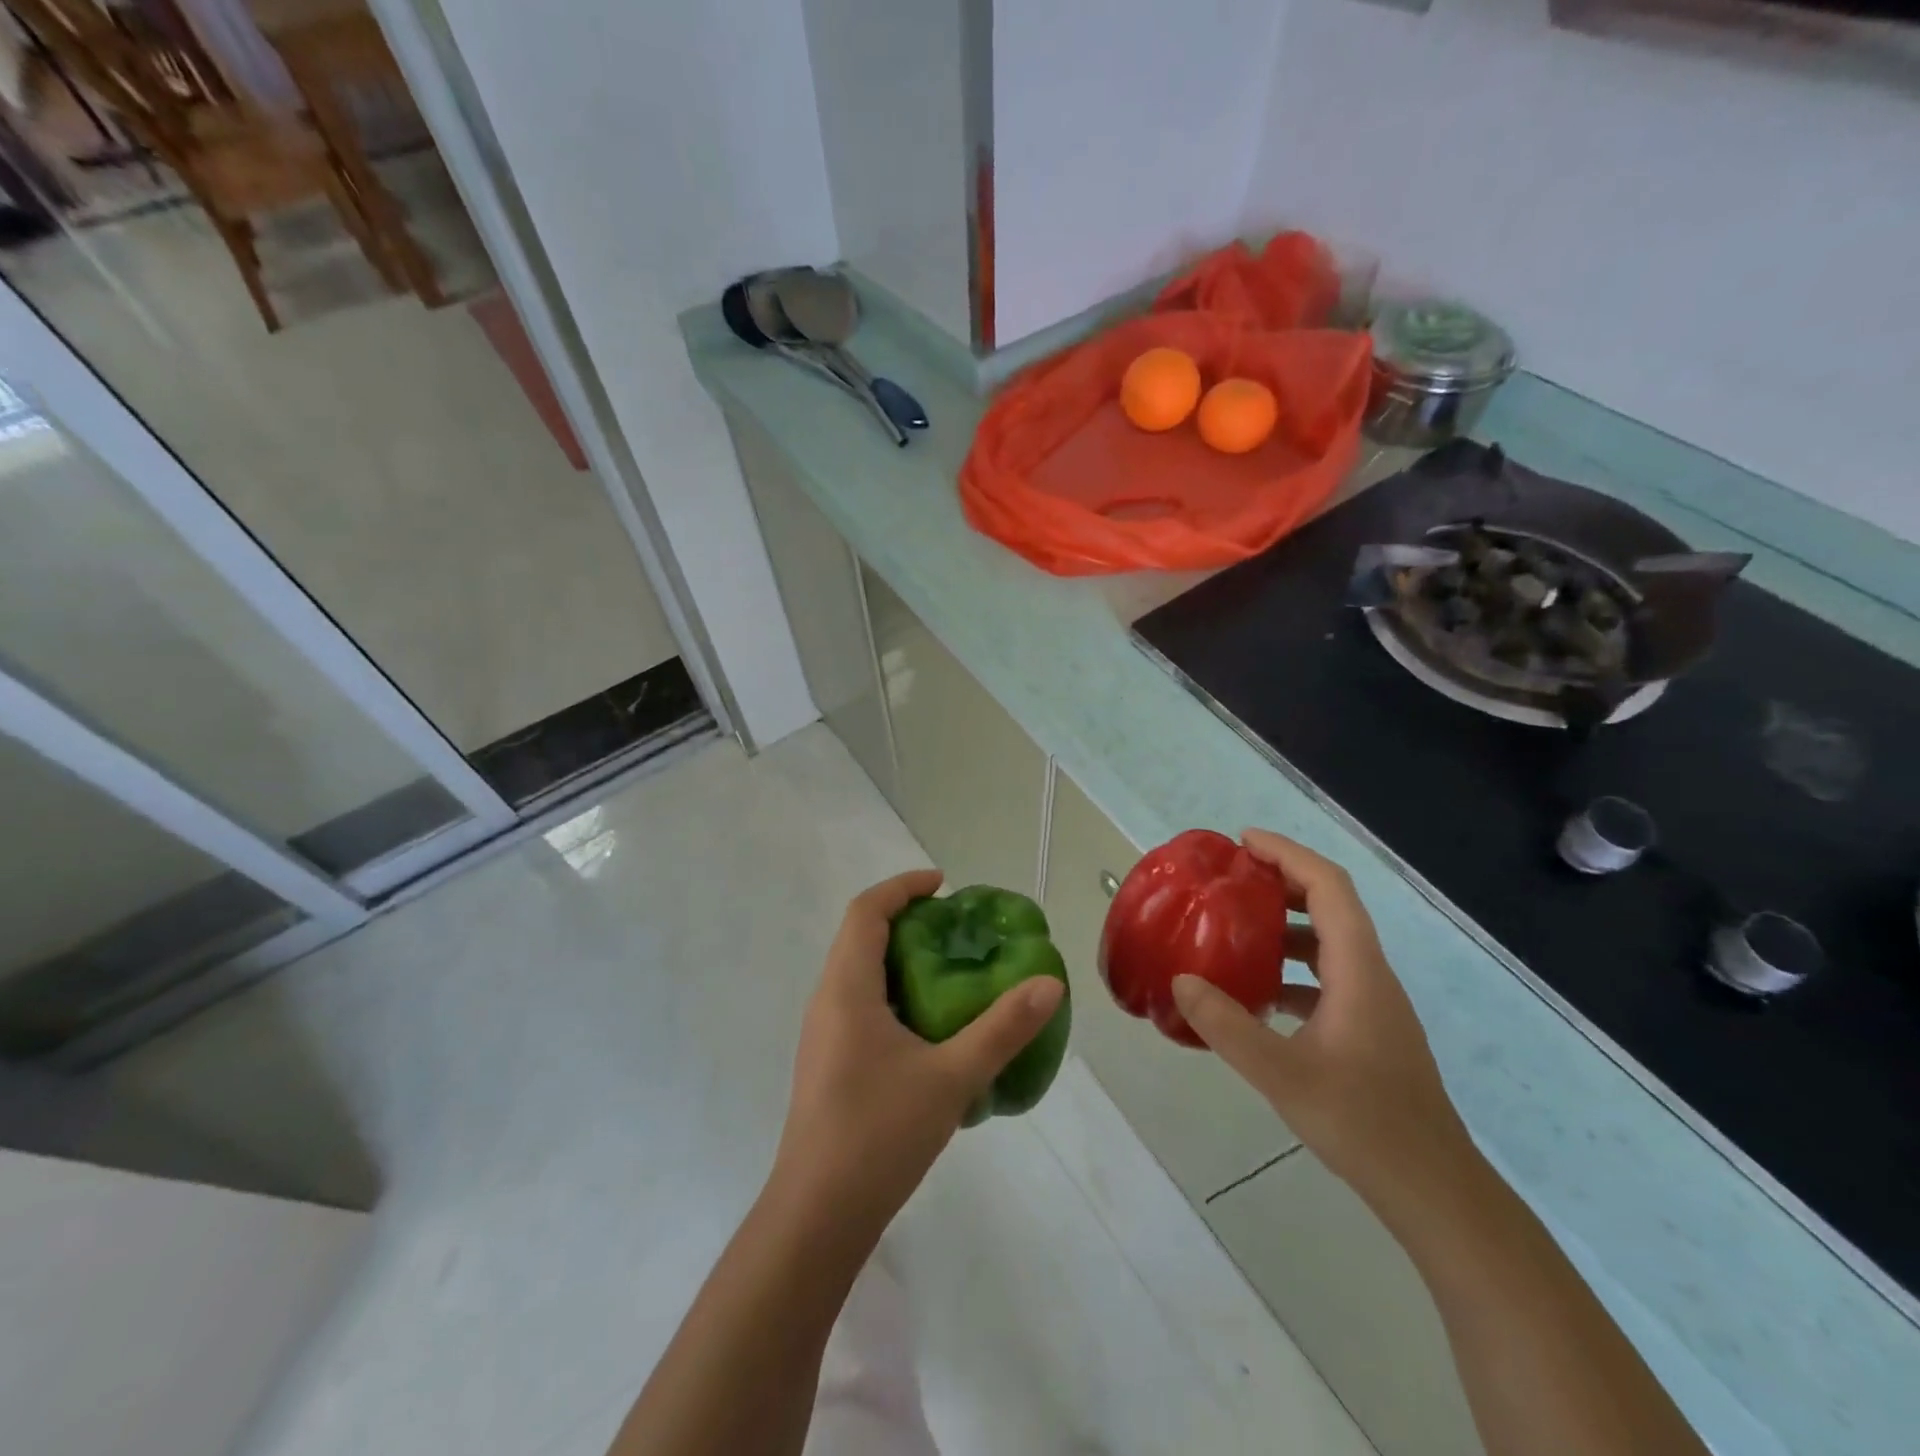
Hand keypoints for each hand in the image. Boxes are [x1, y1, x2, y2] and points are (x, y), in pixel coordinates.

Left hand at [771, 869, 1065, 1234]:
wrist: (817, 1215)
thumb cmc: (879, 1133)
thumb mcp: (951, 1077)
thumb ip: (1002, 1029)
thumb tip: (1049, 984)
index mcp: (846, 988)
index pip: (867, 911)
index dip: (903, 887)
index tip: (945, 886)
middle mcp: (827, 1000)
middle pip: (861, 936)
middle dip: (907, 920)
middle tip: (958, 930)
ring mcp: (824, 1033)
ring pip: (859, 972)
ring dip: (900, 958)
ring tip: (951, 972)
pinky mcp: (829, 1062)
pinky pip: (860, 1003)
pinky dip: (894, 992)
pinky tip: (930, 1028)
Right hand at [1171, 830, 1471, 1210]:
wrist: (1433, 1190)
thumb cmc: (1363, 1123)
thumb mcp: (1282, 1074)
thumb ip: (1227, 1026)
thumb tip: (1180, 981)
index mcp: (1358, 970)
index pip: (1328, 887)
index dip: (1288, 854)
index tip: (1243, 843)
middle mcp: (1370, 974)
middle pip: (1330, 905)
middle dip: (1281, 881)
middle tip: (1230, 879)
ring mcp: (1373, 1003)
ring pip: (1328, 941)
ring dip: (1284, 924)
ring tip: (1234, 929)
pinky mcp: (1369, 1029)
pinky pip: (1327, 976)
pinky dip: (1292, 967)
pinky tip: (1257, 994)